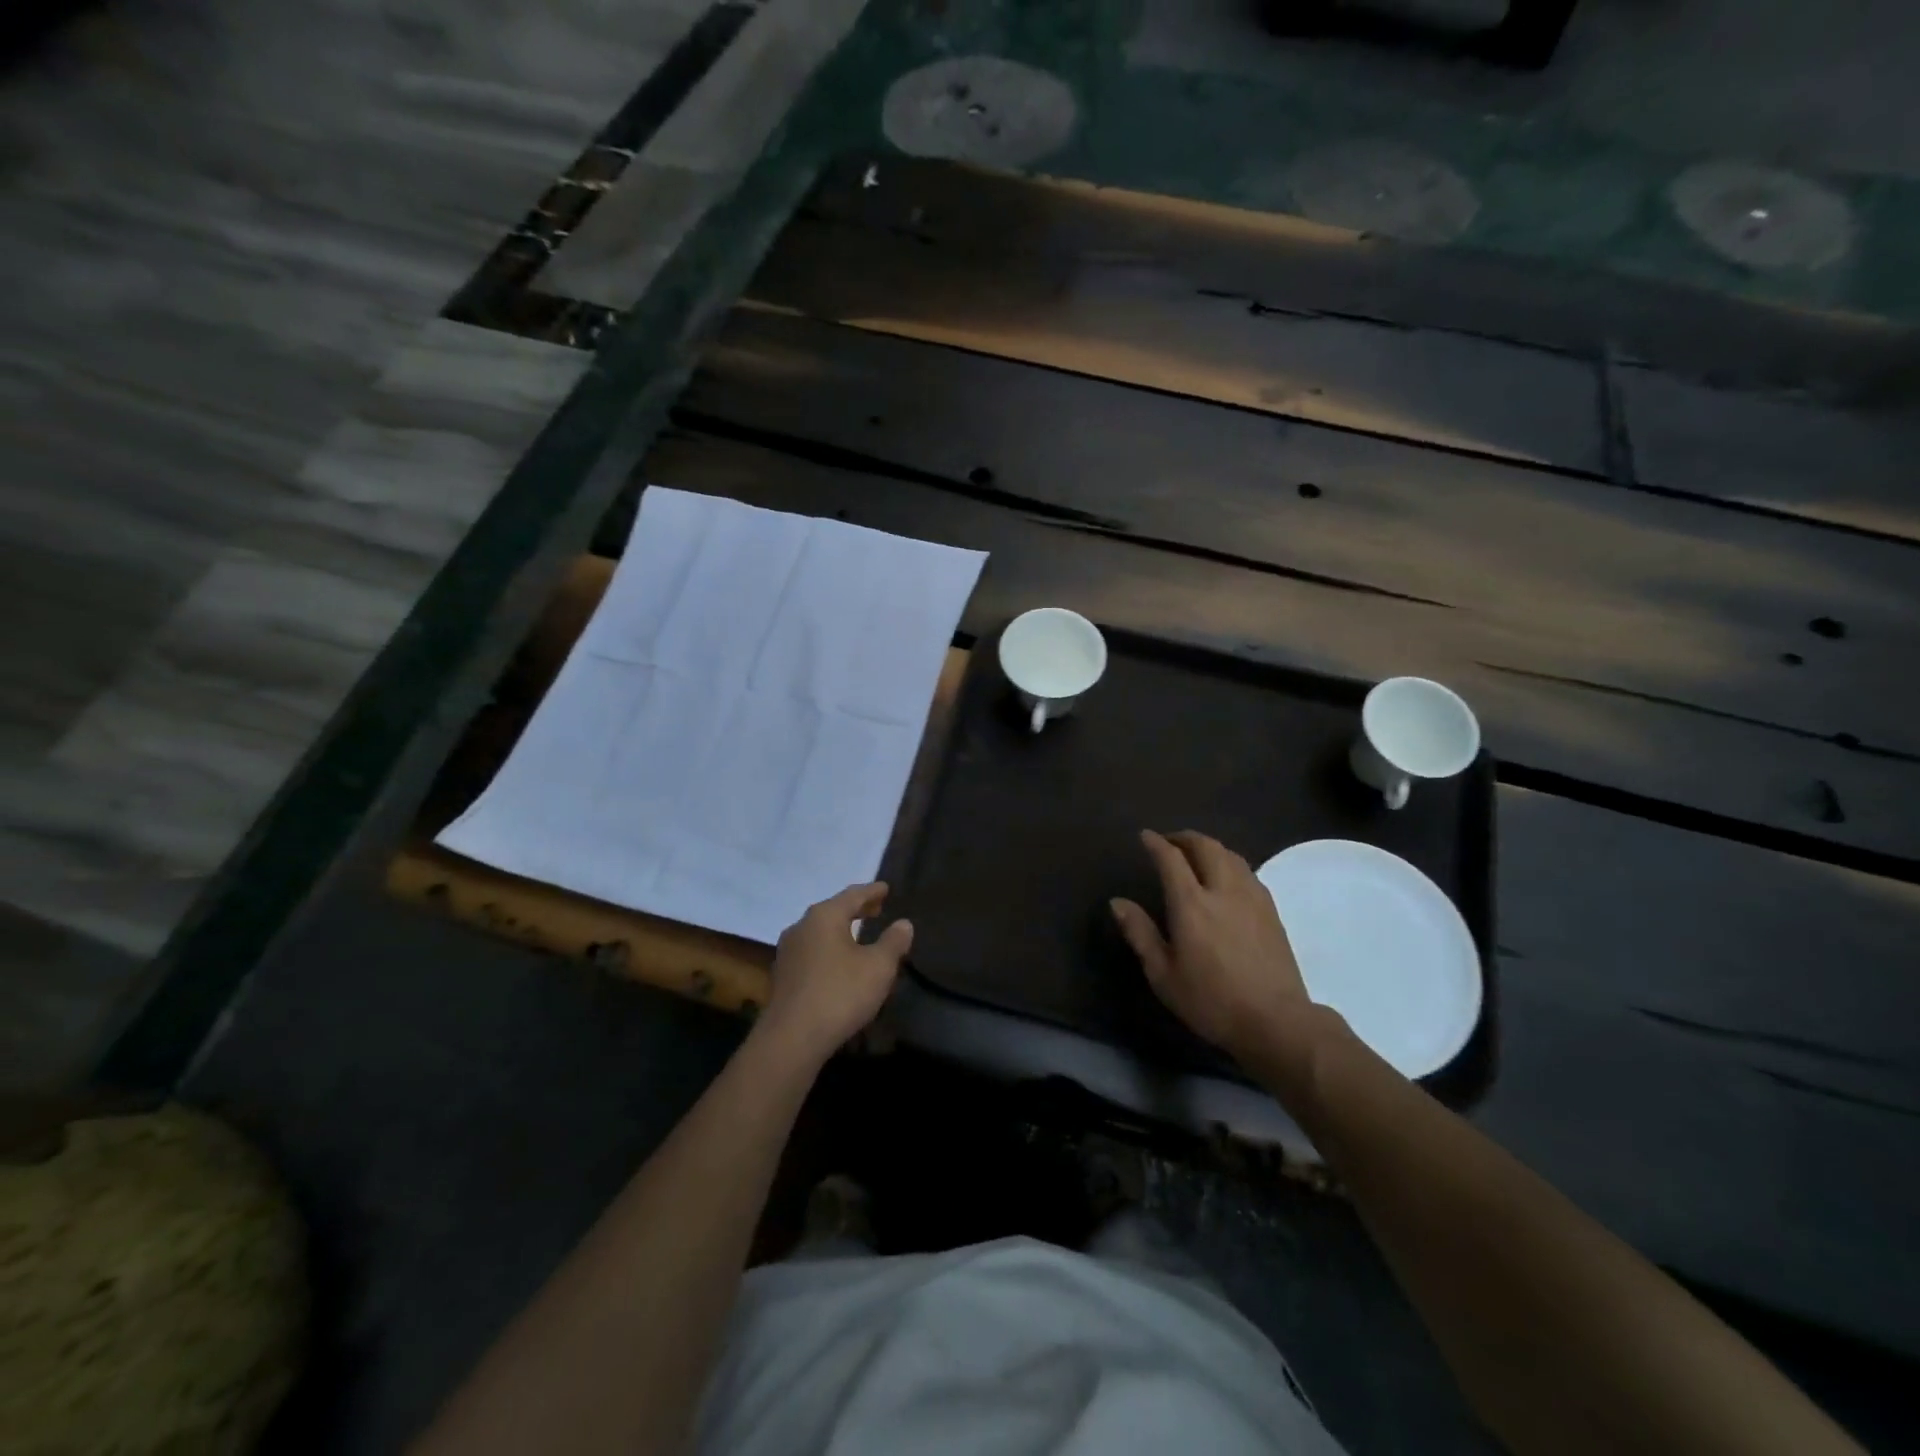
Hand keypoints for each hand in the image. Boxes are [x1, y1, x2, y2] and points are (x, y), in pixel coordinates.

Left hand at [759, 883, 912, 1063]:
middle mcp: (801, 926)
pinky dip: (828, 949)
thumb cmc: (840, 994)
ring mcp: (788, 951)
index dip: (872, 891)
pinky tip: (838, 962)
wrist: (792, 1038)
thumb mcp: (878, 967)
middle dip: (856, 909)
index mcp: (824, 916)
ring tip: (859, 935)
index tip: (885, 888)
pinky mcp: (782, 976)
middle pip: (833, 910)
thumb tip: (903, 924)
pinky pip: (811, 951)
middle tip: (876, 909)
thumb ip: (893, 942)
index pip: (853, 895)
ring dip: (841, 930)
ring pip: (820, 931)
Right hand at [1111, 830, 1315, 1066]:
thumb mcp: (1163, 974)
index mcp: (1191, 904)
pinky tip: (1226, 878)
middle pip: (1205, 847)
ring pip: (1230, 855)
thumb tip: (1117, 902)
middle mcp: (1222, 890)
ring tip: (1196, 855)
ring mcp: (1252, 897)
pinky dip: (1230, 862)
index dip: (1156, 843)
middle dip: (1185, 838)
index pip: (1171, 859)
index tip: (1145, 836)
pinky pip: (1247, 871)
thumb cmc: (1211, 1000)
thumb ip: (1140, 933)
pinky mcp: (1271, 910)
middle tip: (1170, 842)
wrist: (1276, 1021)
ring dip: (1209, 847)